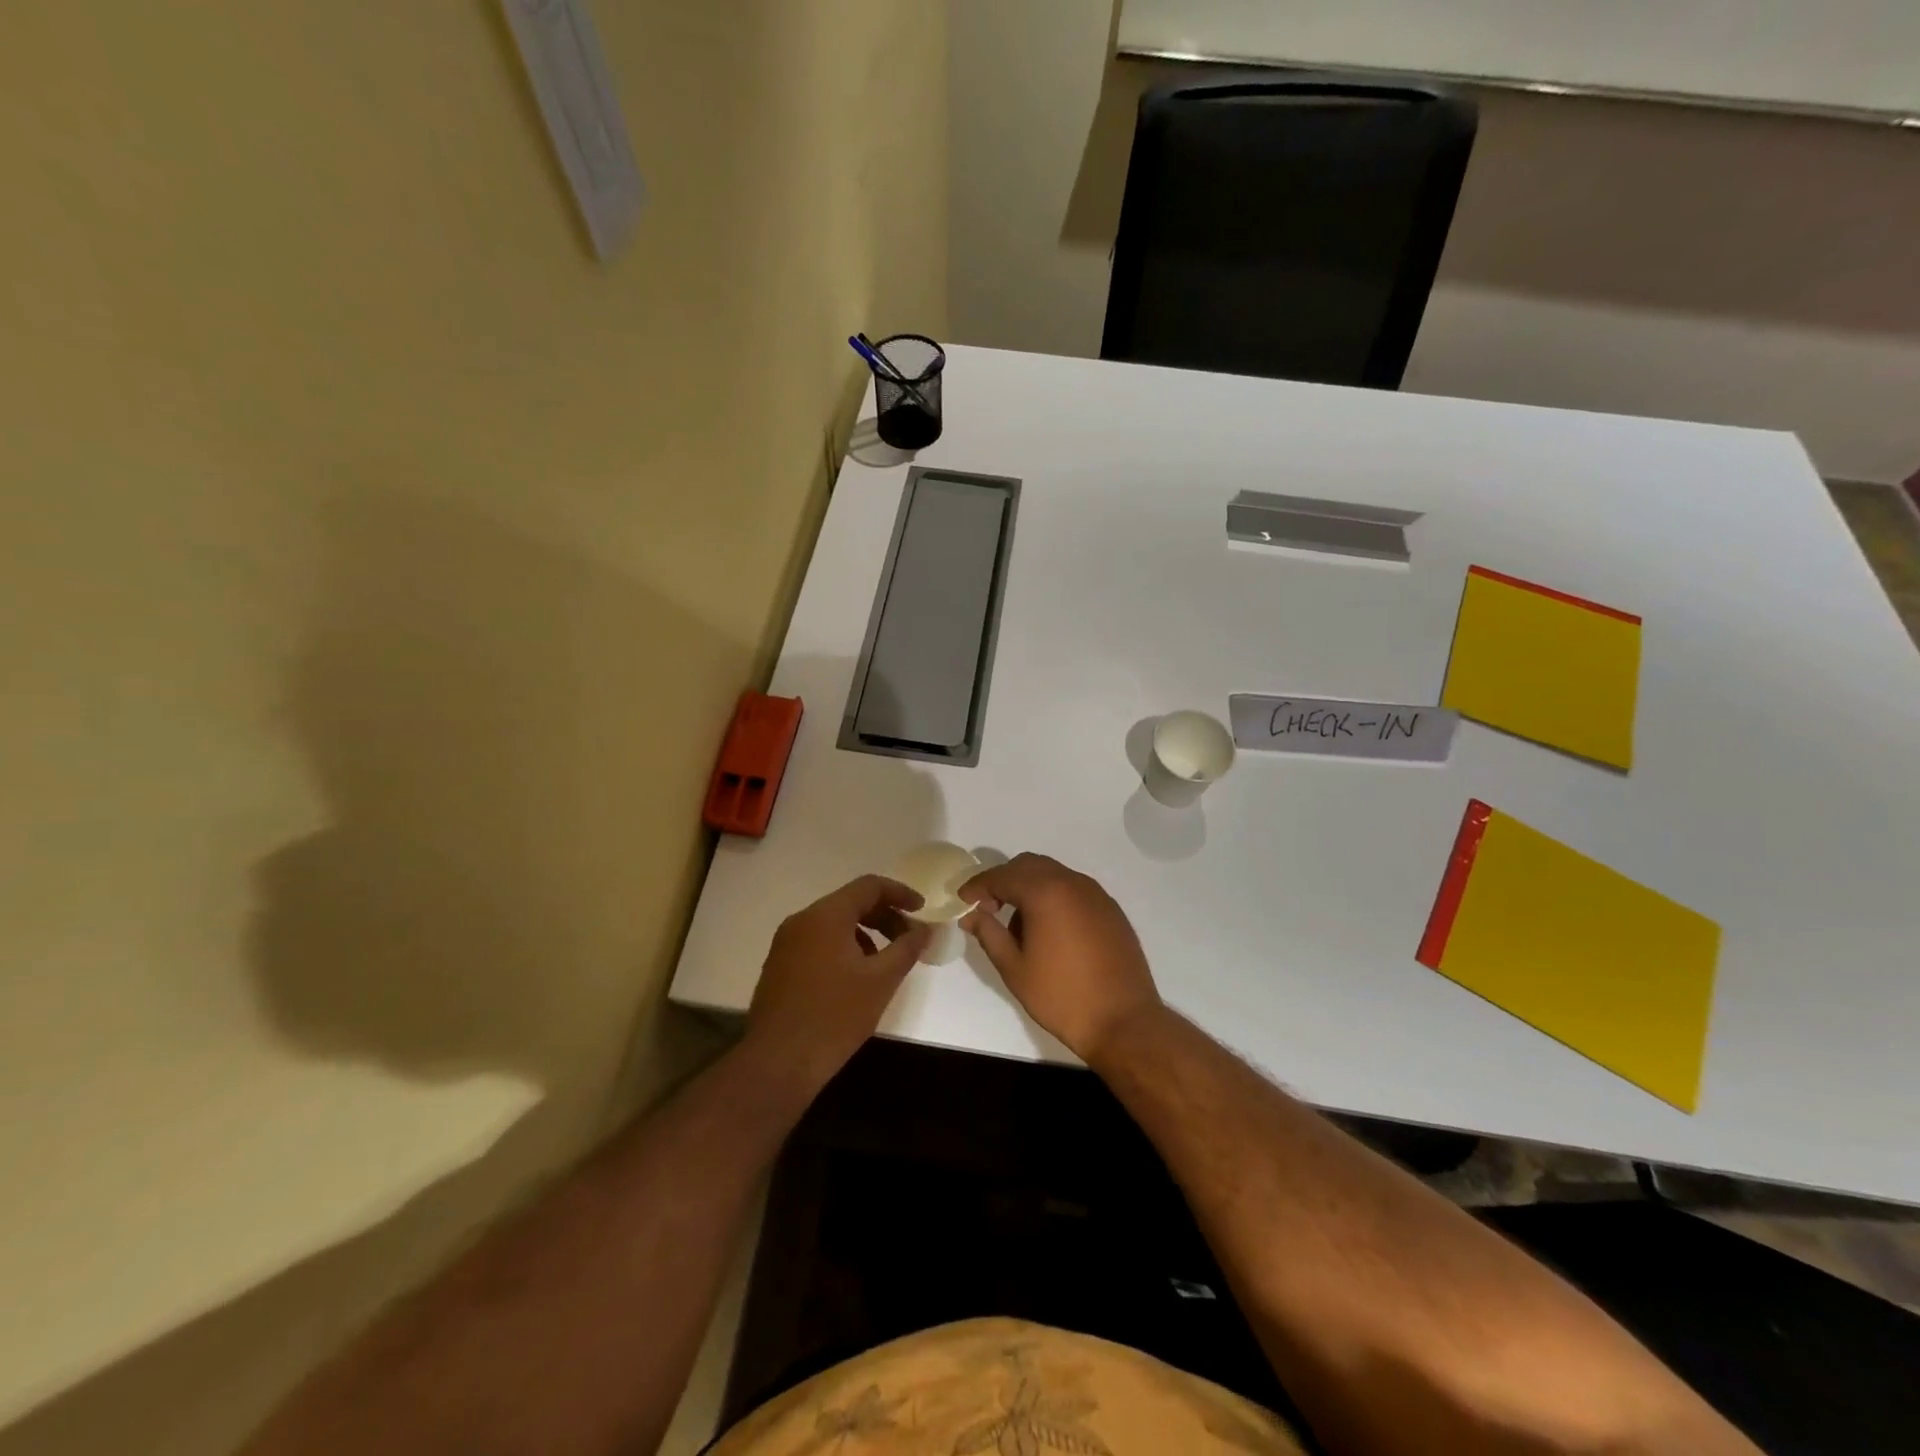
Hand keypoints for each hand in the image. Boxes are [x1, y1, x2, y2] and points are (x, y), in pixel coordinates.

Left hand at [746, 875, 930, 1089]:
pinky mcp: (779, 966)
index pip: (869, 886)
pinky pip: (818, 942)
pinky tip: (856, 979)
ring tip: (886, 963)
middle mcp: (802, 920)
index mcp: (826, 915)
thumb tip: (925, 929)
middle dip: (885, 916)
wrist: (777, 1064)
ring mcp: (785, 943)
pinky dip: (844, 948)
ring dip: (865, 934)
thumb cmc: (835, 1017)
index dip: (900, 893)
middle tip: (909, 940)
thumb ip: (907, 948)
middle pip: (851, 903)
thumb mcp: (881, 981)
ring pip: (834, 924)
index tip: (923, 910)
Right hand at [959, 854, 1163, 1063]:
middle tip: (987, 908)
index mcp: (1045, 892)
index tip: (962, 899)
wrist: (1123, 1021)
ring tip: (1018, 925)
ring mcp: (1095, 894)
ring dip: (1029, 888)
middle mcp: (1072, 882)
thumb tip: (971, 915)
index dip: (978, 885)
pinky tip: (1049, 930)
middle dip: (1004, 880)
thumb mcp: (1014, 968)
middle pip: (1029, 865)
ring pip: (1053, 875)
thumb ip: (989, 934)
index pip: (1002, 875)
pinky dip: (1053, 897)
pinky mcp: (1110, 909)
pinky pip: (1073, 890)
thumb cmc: (1061, 996)